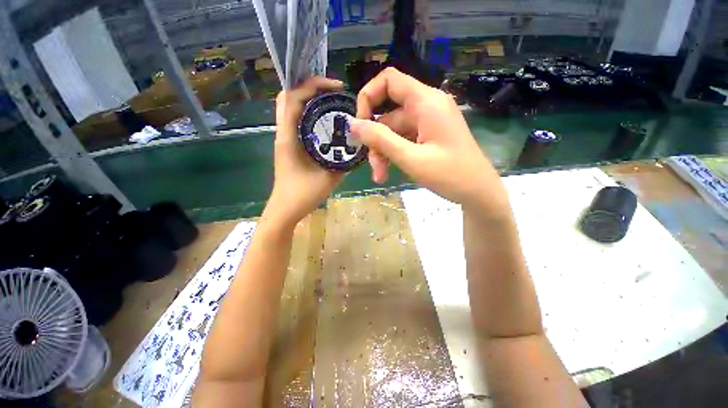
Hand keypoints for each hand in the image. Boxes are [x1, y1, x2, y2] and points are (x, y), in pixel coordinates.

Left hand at [265, 77, 344, 226]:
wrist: (285, 209)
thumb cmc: (302, 195)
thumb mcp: (328, 178)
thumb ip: (343, 162)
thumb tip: (357, 146)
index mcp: (288, 137)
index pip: (292, 98)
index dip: (312, 85)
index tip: (335, 87)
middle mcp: (283, 133)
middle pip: (289, 97)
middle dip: (310, 87)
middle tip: (334, 92)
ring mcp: (285, 139)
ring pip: (292, 108)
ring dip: (309, 99)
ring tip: (332, 102)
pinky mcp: (289, 145)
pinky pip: (297, 121)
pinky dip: (310, 113)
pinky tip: (326, 121)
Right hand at [351, 68, 508, 212]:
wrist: (479, 192)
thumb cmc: (450, 175)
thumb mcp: (411, 158)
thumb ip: (381, 140)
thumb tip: (353, 125)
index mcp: (426, 102)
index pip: (389, 81)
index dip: (368, 97)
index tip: (360, 125)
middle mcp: (426, 106)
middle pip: (388, 114)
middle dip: (376, 140)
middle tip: (372, 166)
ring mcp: (427, 122)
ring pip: (393, 131)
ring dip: (383, 152)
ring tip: (380, 176)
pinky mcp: (428, 136)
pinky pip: (403, 140)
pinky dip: (394, 155)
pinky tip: (389, 173)